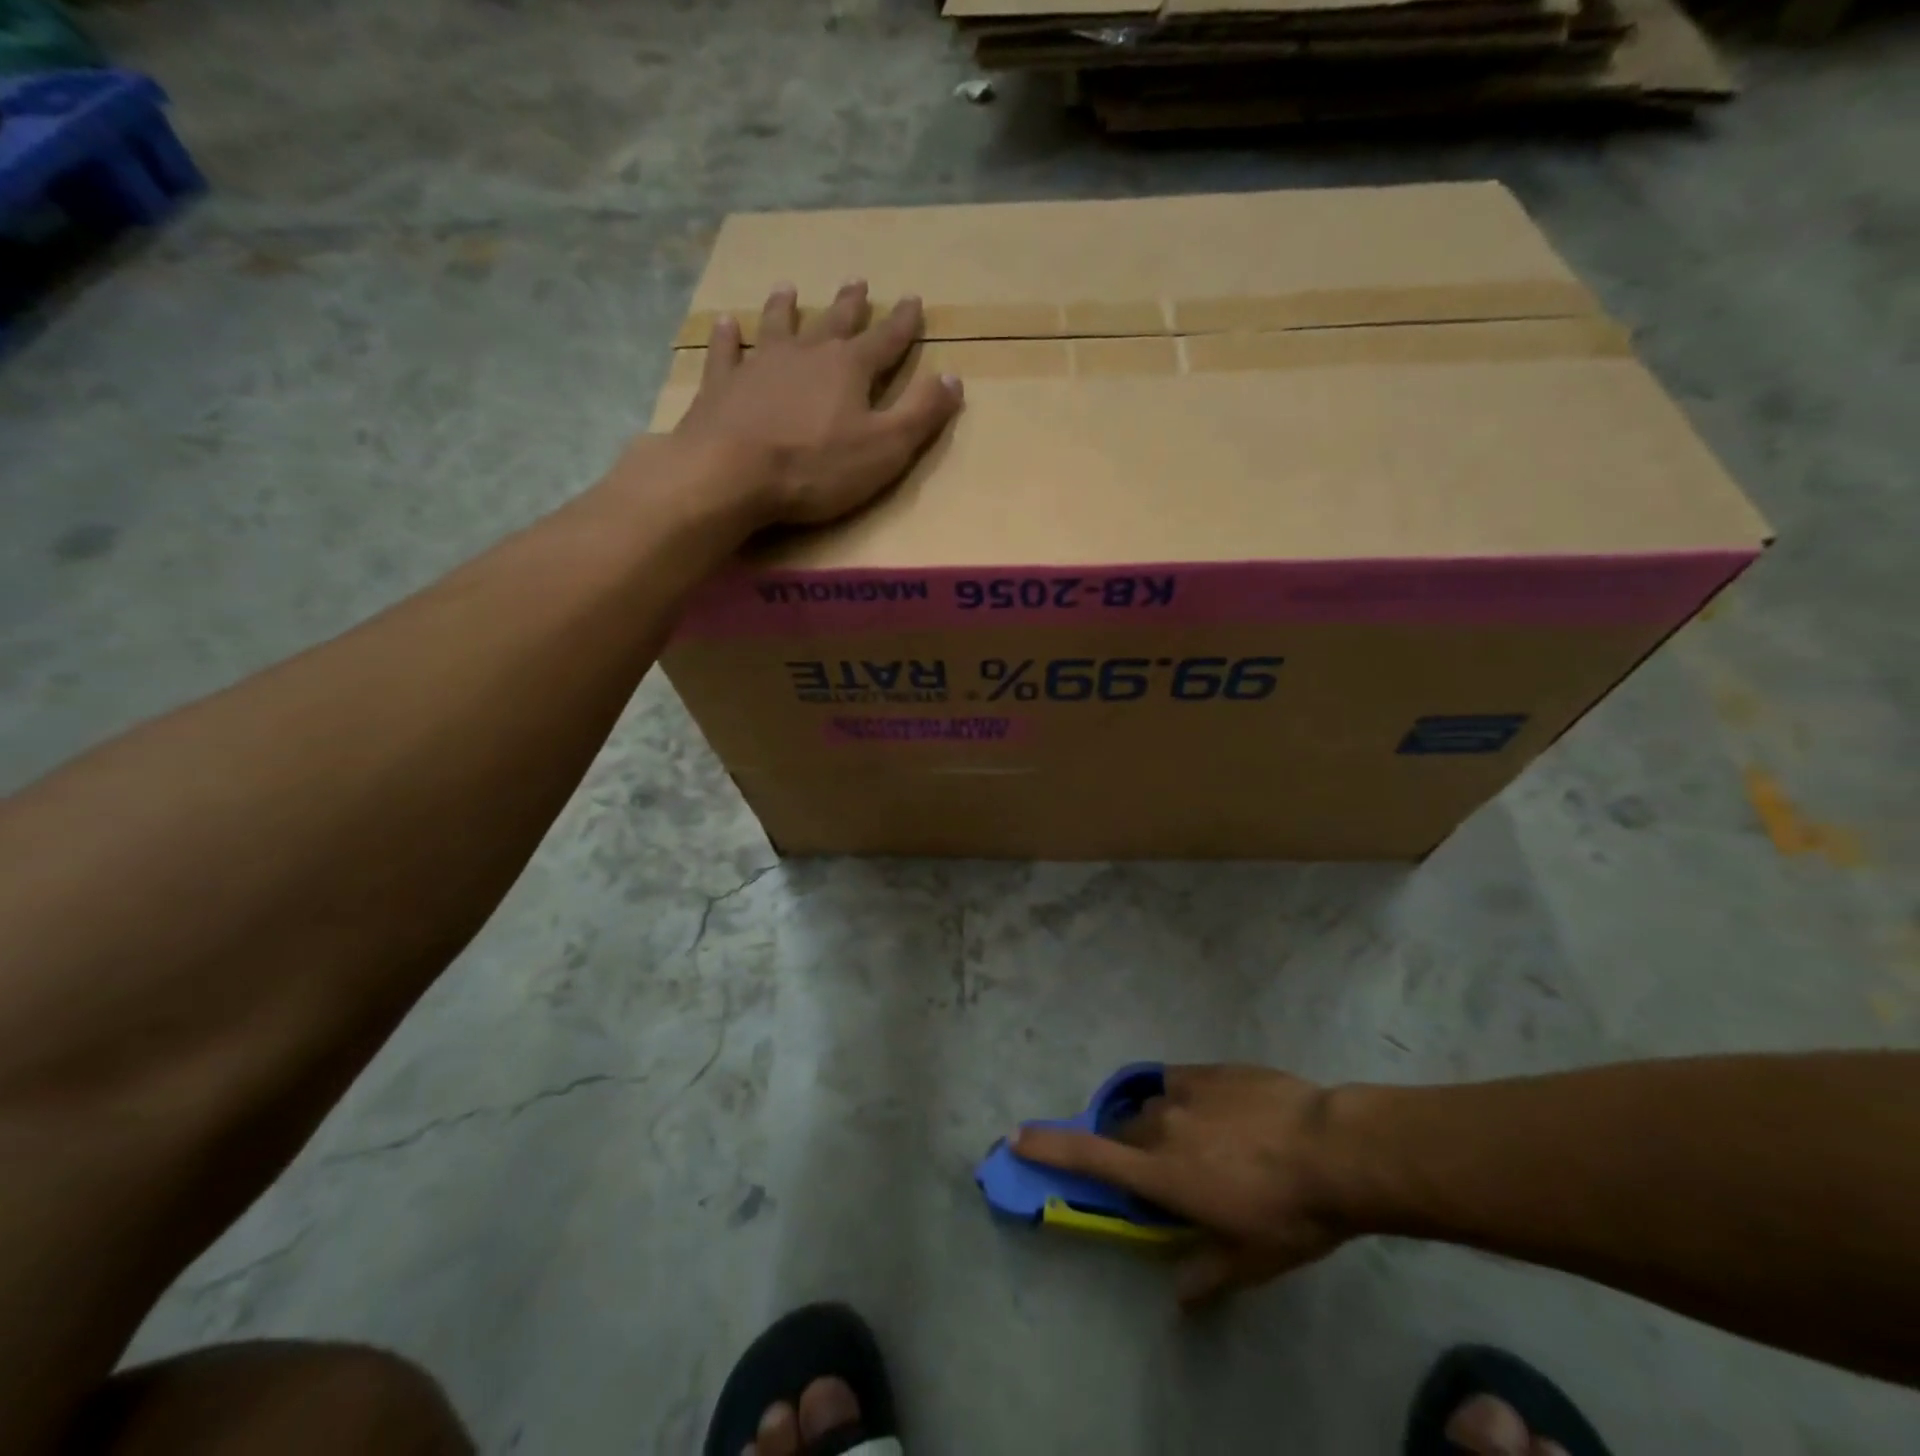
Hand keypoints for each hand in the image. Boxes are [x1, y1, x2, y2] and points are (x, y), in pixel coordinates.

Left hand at [672, 280, 963, 527]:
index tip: (914, 301)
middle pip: (834, 323)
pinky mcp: (722, 385)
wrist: (731, 473)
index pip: (885, 340)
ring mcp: (760, 365)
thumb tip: (954, 379)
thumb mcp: (885, 448)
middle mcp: (806, 354)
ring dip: (787, 308)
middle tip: (858, 282)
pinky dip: (727, 337)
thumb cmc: (816, 466)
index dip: (903, 324)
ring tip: (790, 288)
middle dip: (850, 306)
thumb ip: (920, 414)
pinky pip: (726, 352)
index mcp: (850, 369)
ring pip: (778, 326)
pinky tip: (726, 323)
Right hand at [1012, 1065, 1351, 1304]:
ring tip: (1199, 1139)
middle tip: (1158, 1167)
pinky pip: (1179, 1081)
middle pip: (1123, 1129)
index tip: (1017, 1136)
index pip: (1090, 1157)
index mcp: (1162, 1173)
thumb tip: (1178, 1297)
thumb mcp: (1251, 1258)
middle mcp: (1162, 1126)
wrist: (1334, 1148)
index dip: (1049, 1146)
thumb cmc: (1290, 1213)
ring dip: (1160, 1123)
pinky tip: (1214, 1108)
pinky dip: (1184, 1097)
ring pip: (1152, 1105)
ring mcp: (1185, 1091)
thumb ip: (1207, 1272)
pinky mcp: (1209, 1070)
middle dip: (1128, 1147)